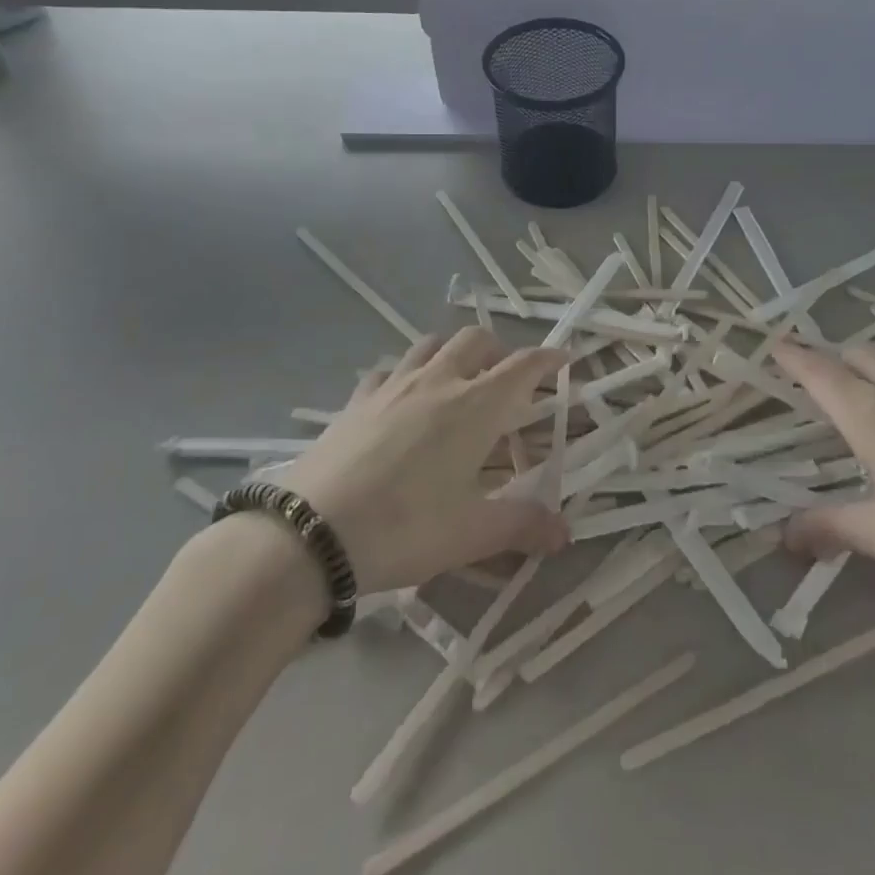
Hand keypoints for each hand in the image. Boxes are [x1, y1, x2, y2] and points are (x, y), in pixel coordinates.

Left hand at [271, 329, 570, 593]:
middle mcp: (438, 382)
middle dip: (499, 350)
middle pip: (476, 340)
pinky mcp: (356, 400)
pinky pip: (388, 370)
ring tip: (457, 380)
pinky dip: (405, 374)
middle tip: (507, 379)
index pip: (522, 366)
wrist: (310, 534)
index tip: (564, 359)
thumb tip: (565, 531)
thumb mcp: (470, 534)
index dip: (547, 358)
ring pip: (431, 344)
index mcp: (475, 406)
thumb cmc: (404, 529)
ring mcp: (392, 386)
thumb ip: (521, 526)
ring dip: (453, 352)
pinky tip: (401, 400)